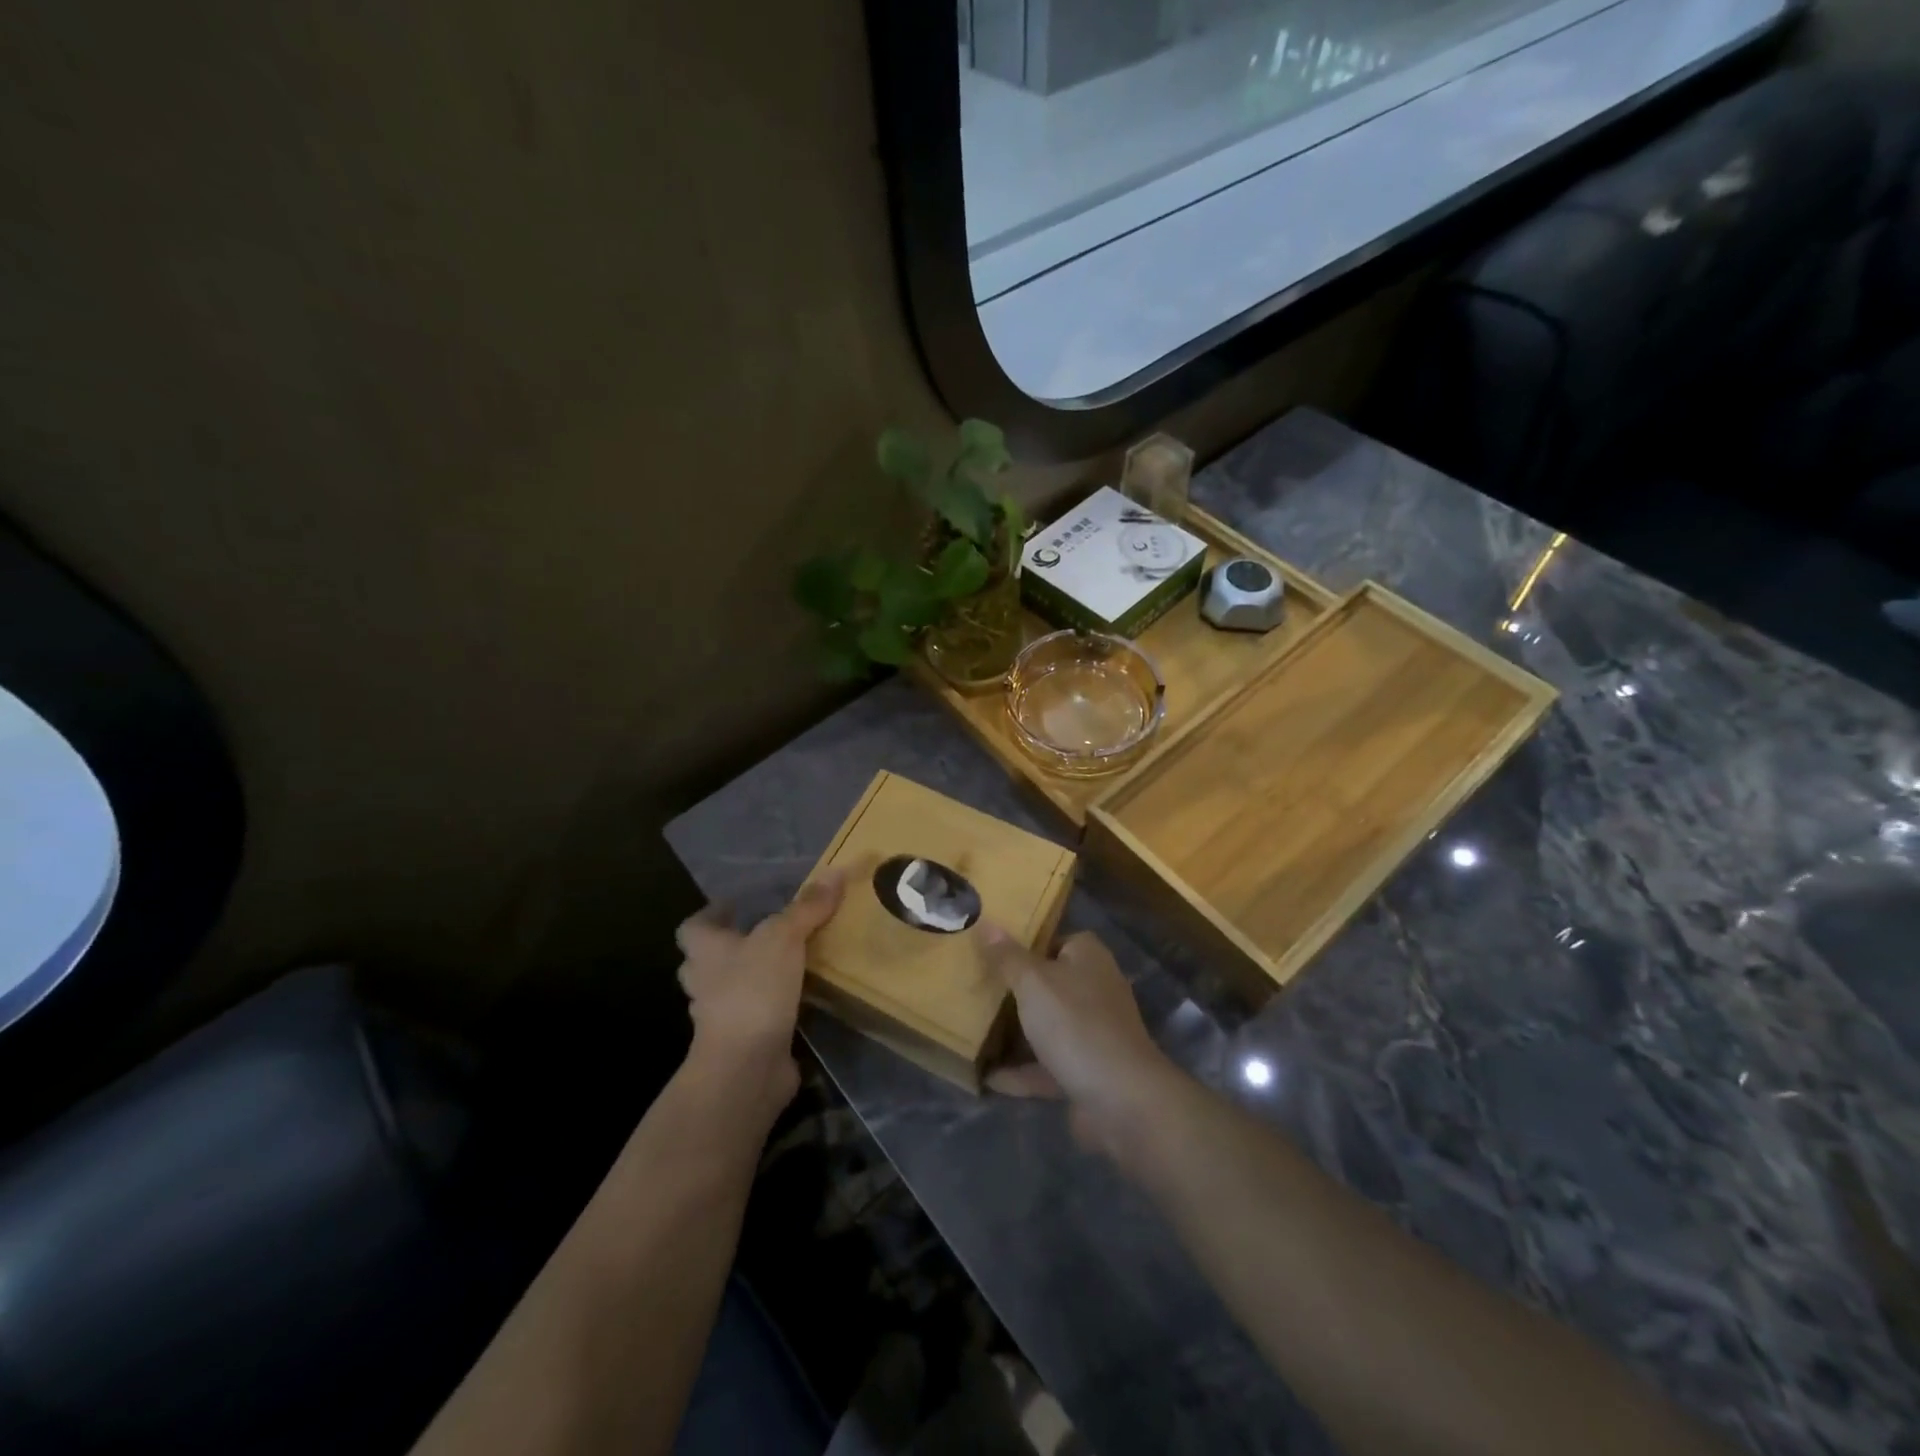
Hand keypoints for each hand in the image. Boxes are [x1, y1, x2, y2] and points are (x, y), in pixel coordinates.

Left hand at [675, 873, 844, 1116]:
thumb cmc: (753, 990)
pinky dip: (770, 1007)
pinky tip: (797, 999)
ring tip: (786, 963)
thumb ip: (808, 907)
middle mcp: (705, 982)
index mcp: (705, 951)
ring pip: (730, 990)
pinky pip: (754, 1016)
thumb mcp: (784, 937)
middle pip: (706, 960)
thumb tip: (836, 871)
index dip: (711, 915)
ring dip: (751, 978)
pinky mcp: (742, 1042)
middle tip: (762, 933)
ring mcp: (720, 1017)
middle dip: (729, 948)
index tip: (734, 905)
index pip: (693, 927)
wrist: (746, 1065)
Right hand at [978, 926, 1182, 1160]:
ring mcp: (1092, 1032)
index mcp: (1088, 957)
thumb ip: (1007, 956)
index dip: (1025, 944)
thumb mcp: (1033, 982)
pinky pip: (1047, 1065)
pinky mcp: (1086, 1070)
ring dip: (1016, 1032)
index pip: (1056, 939)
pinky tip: (989, 1078)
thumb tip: (986, 922)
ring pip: (1047, 1025)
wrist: (1122, 1100)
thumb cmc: (1075, 1024)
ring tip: (974, 1031)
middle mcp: (1095, 989)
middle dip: (1015, 990)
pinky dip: (1021, 1072)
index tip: (991, 952)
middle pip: (1049, 983)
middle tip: (975, 989)